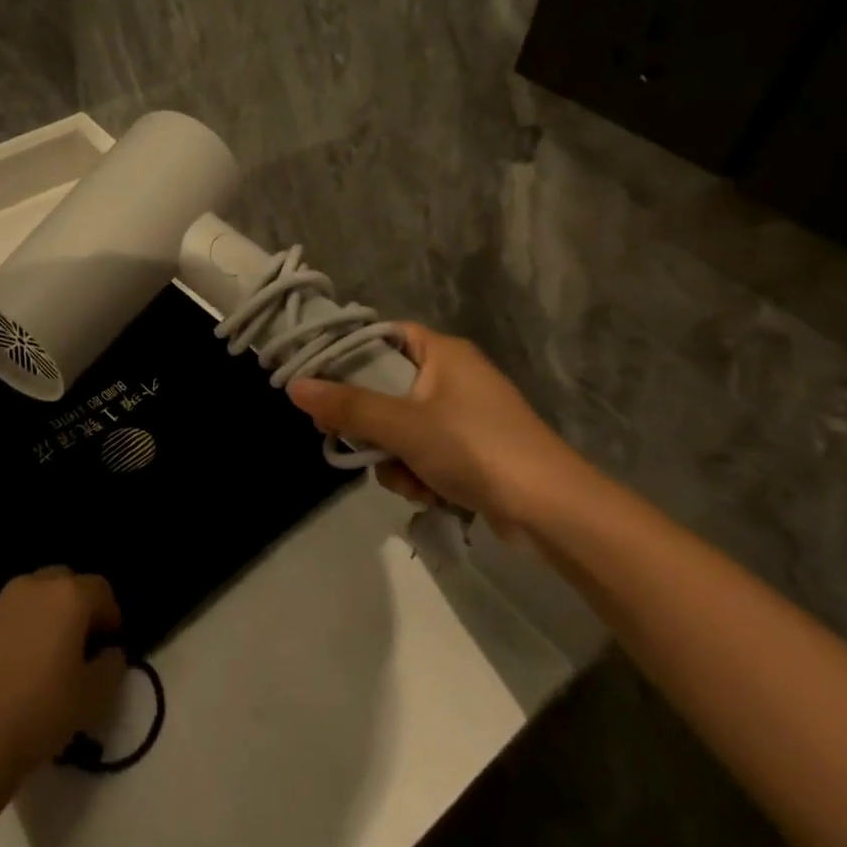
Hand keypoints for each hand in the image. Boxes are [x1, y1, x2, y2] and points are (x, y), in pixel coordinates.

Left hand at [0, 568, 125, 781]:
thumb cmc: (42, 711)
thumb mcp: (94, 695)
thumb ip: (112, 664)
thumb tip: (109, 652)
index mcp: (68, 596)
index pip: (101, 589)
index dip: (111, 615)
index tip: (109, 645)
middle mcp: (35, 585)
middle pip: (67, 582)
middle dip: (80, 606)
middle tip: (82, 644)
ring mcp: (3, 601)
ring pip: (37, 593)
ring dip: (50, 612)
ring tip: (50, 652)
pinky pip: (13, 611)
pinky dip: (24, 624)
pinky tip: (21, 661)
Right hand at [289, 323, 597, 537]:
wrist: (551, 511)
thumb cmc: (475, 448)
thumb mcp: (403, 426)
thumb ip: (347, 407)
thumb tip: (294, 386)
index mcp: (443, 354)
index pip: (386, 336)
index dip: (352, 354)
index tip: (322, 379)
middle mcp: (454, 378)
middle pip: (388, 389)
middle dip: (373, 426)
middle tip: (353, 441)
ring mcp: (465, 418)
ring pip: (402, 429)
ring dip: (395, 458)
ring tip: (409, 479)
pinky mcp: (473, 453)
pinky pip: (425, 454)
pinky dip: (420, 474)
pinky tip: (429, 494)